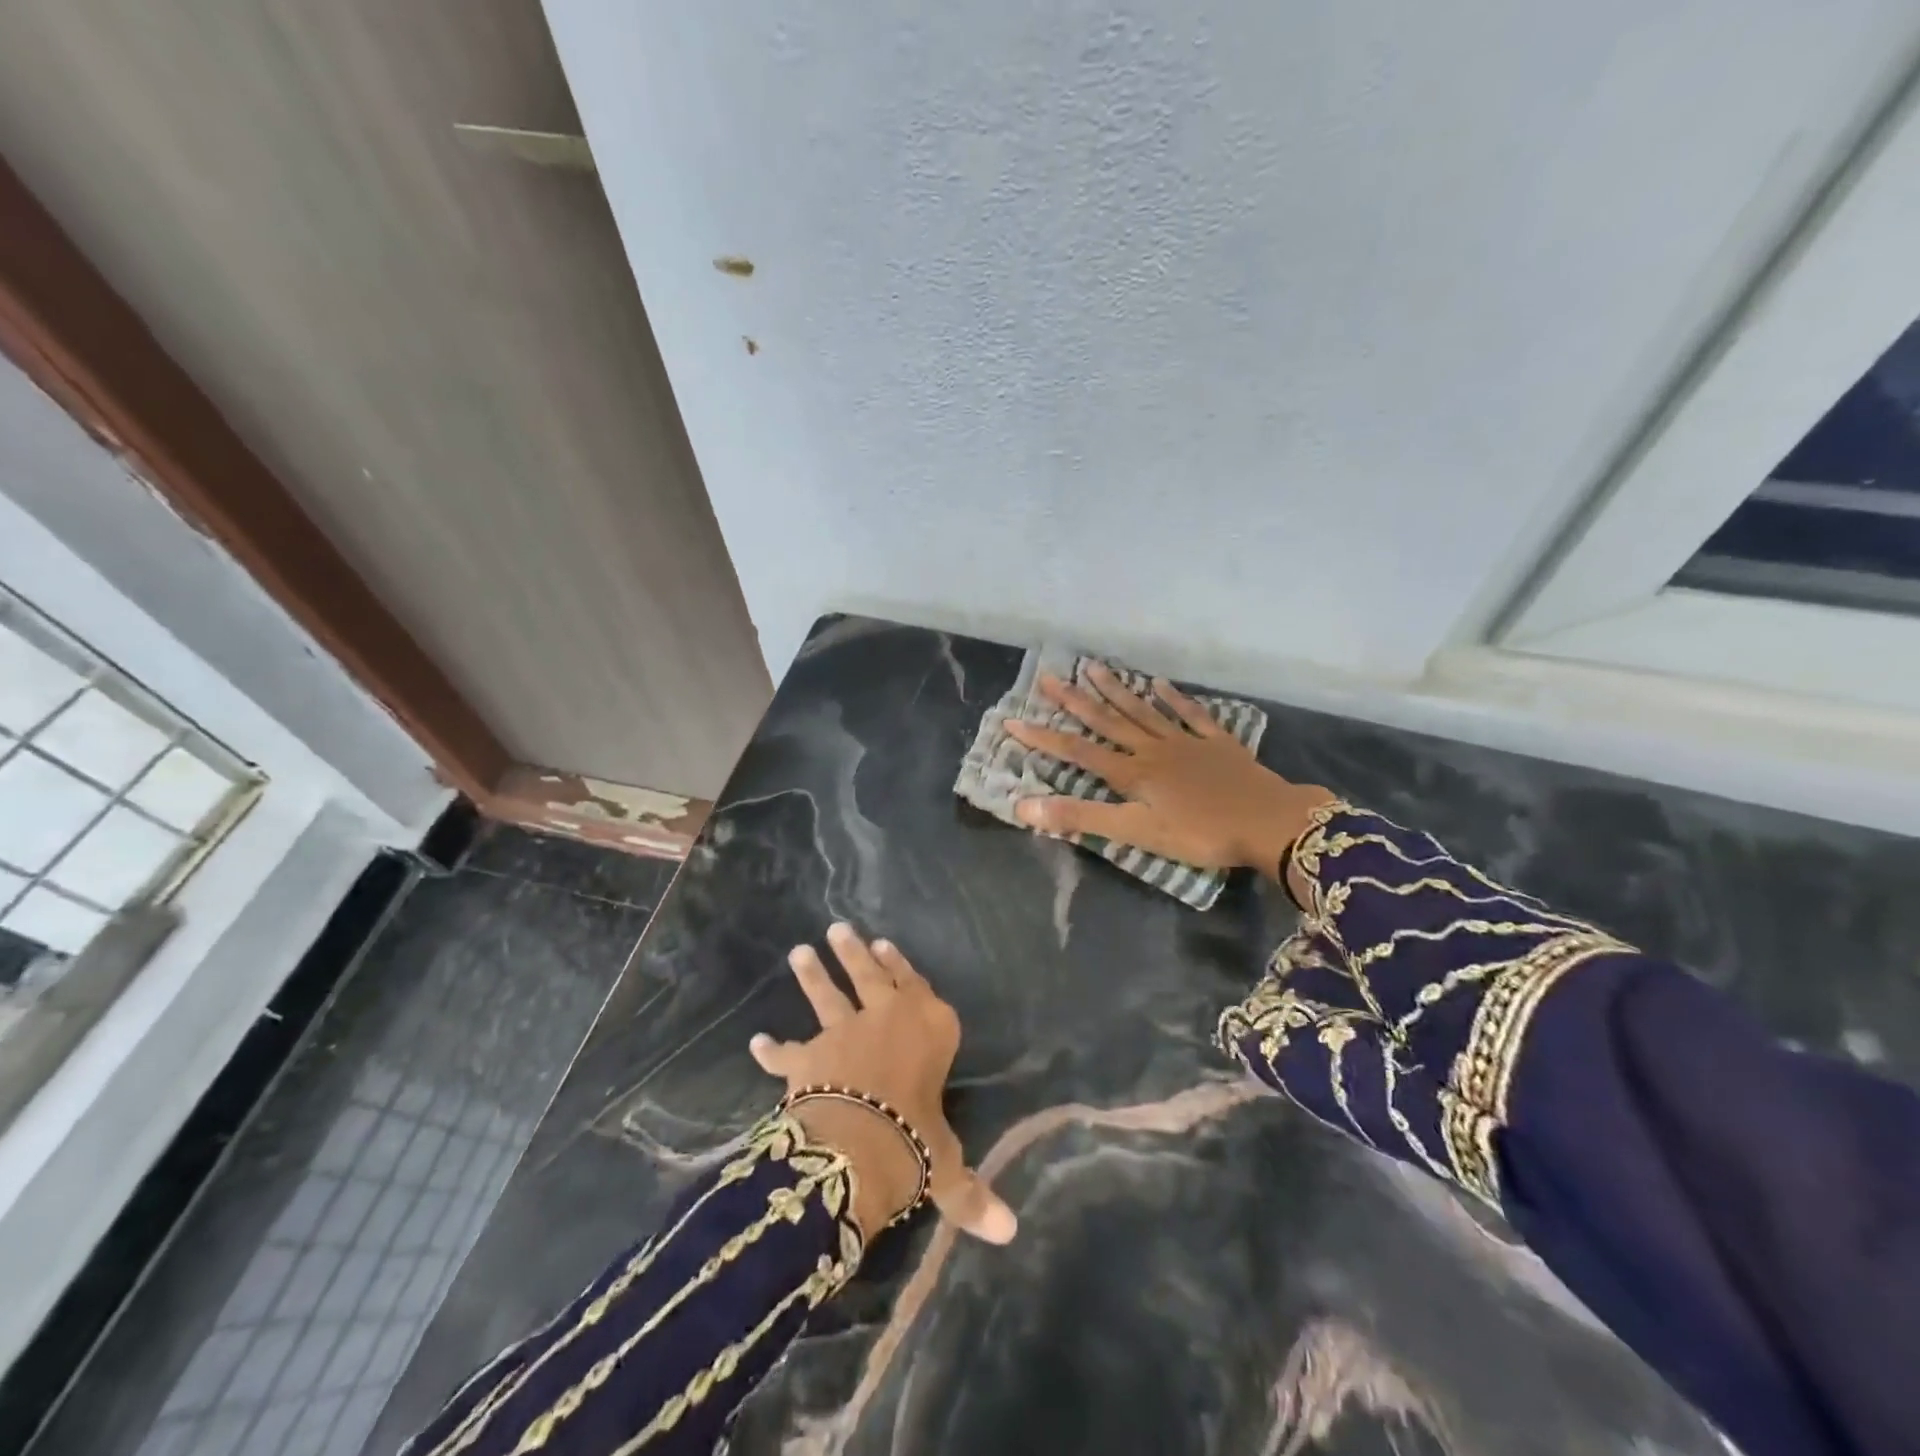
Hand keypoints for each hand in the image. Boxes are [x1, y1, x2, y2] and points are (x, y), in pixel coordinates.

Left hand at [750, 923, 1017, 1246]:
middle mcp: (887, 1019)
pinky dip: (772, 1049)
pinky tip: (758, 1042)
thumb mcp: (946, 1166)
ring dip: (813, 975)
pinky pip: (787, 1052)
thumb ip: (969, 1192)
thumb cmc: (915, 1141)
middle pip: (870, 977)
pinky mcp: (808, 1058)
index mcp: (929, 1029)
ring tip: (798, 951)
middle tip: (838, 928)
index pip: (917, 988)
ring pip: (827, 997)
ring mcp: (844, 1033)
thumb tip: (1009, 1233)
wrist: (856, 1143)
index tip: (885, 945)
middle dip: (854, 953)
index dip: (902, 966)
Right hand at [1005, 665, 1336, 881]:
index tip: (1013, 720)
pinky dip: (1174, 699)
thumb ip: (1081, 818)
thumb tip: (1024, 806)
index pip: (1077, 751)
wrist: (1267, 822)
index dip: (1043, 737)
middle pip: (1107, 721)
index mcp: (1131, 772)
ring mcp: (1186, 742)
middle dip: (1075, 701)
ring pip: (1143, 711)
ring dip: (1117, 690)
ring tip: (1094, 667)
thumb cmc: (1199, 833)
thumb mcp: (1135, 832)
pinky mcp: (1217, 744)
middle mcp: (1152, 749)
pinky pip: (1191, 715)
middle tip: (1049, 677)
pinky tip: (1160, 684)